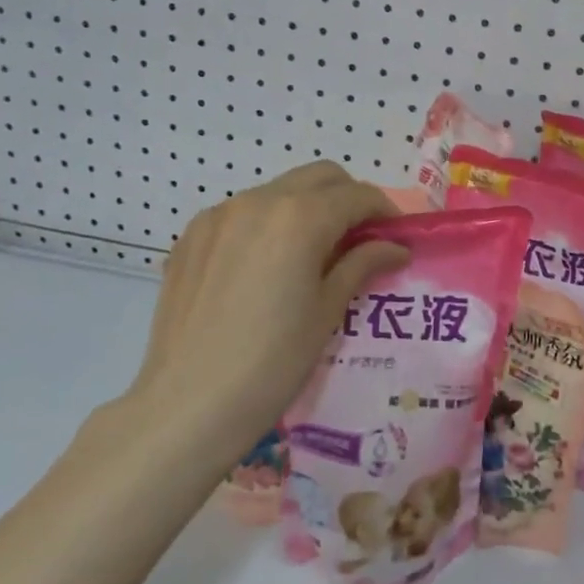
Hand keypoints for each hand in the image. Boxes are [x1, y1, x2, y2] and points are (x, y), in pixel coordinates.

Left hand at [127, 162, 406, 450]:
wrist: (188, 406)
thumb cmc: (274, 362)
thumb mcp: (328, 310)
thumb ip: (362, 264)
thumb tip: (395, 247)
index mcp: (300, 218)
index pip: (357, 195)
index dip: (384, 212)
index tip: (395, 237)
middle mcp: (259, 201)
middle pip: (320, 177)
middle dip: (347, 198)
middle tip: (358, 239)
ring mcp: (219, 215)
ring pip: (279, 190)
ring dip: (306, 207)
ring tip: (311, 254)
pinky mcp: (191, 236)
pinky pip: (242, 212)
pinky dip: (267, 223)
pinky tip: (266, 266)